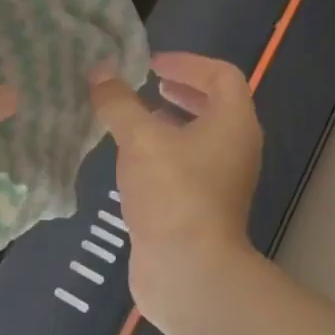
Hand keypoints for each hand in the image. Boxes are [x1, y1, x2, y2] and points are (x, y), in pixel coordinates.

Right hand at [88, 52, 262, 321]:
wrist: (189, 272)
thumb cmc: (173, 193)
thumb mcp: (140, 139)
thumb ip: (118, 102)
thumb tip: (99, 72)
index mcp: (234, 123)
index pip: (222, 75)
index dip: (188, 63)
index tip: (152, 64)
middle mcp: (236, 148)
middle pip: (215, 105)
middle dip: (181, 90)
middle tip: (147, 84)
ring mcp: (222, 180)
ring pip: (200, 138)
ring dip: (170, 122)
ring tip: (135, 119)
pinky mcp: (204, 207)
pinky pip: (187, 165)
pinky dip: (164, 152)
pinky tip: (132, 160)